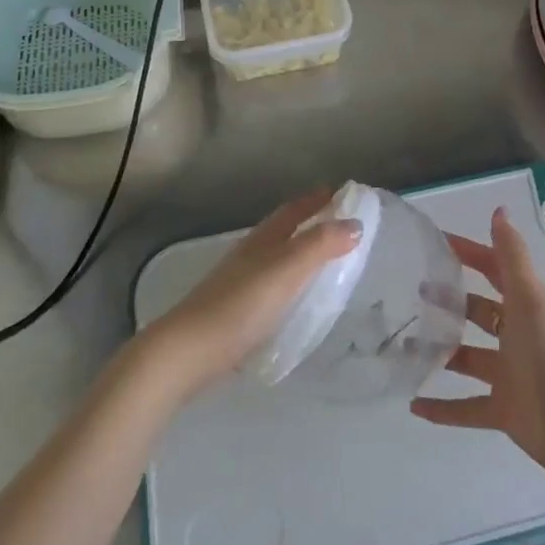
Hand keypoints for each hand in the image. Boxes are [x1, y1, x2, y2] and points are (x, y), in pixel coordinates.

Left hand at [142, 190, 360, 400]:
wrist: (189, 351)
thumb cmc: (241, 305)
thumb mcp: (286, 271)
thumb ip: (320, 246)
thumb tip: (355, 224)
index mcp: (263, 239)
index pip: (294, 210)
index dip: (317, 199)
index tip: (344, 193)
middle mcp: (251, 254)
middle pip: (284, 230)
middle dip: (312, 222)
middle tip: (342, 225)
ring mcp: (240, 281)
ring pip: (277, 256)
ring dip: (301, 251)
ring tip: (326, 260)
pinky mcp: (236, 309)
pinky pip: (271, 283)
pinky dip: (290, 280)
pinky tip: (296, 297)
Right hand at [411, 207, 544, 482]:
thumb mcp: (530, 298)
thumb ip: (512, 257)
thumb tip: (499, 211)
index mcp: (526, 307)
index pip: (494, 271)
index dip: (470, 255)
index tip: (437, 243)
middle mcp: (517, 337)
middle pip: (480, 313)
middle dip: (451, 302)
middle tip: (414, 293)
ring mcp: (510, 375)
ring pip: (469, 359)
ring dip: (442, 353)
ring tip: (405, 345)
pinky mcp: (503, 411)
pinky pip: (467, 408)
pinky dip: (443, 408)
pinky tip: (414, 404)